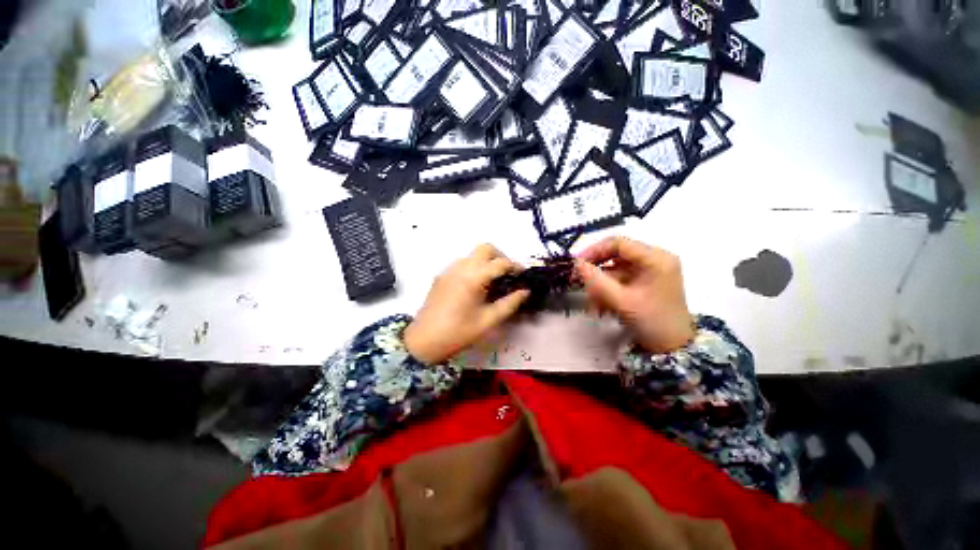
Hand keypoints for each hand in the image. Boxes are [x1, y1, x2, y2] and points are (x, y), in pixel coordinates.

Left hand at [404, 244, 529, 363]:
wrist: (423, 341)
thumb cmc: (458, 333)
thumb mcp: (488, 320)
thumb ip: (509, 303)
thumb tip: (525, 291)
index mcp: (473, 277)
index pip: (500, 263)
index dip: (515, 267)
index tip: (523, 276)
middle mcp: (460, 267)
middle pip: (485, 248)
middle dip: (500, 257)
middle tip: (507, 274)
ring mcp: (449, 270)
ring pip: (472, 255)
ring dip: (486, 261)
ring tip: (493, 281)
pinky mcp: (441, 276)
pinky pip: (462, 263)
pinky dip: (474, 267)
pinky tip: (476, 286)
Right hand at [575, 236, 694, 353]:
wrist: (673, 348)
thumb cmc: (652, 322)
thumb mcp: (621, 301)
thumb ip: (596, 280)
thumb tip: (576, 264)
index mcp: (656, 259)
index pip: (619, 243)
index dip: (594, 250)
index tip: (577, 263)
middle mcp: (655, 259)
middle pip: (616, 256)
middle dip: (596, 271)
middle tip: (578, 280)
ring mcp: (651, 271)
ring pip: (616, 270)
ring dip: (600, 285)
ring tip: (592, 305)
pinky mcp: (646, 282)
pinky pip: (621, 280)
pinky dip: (608, 291)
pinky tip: (601, 307)